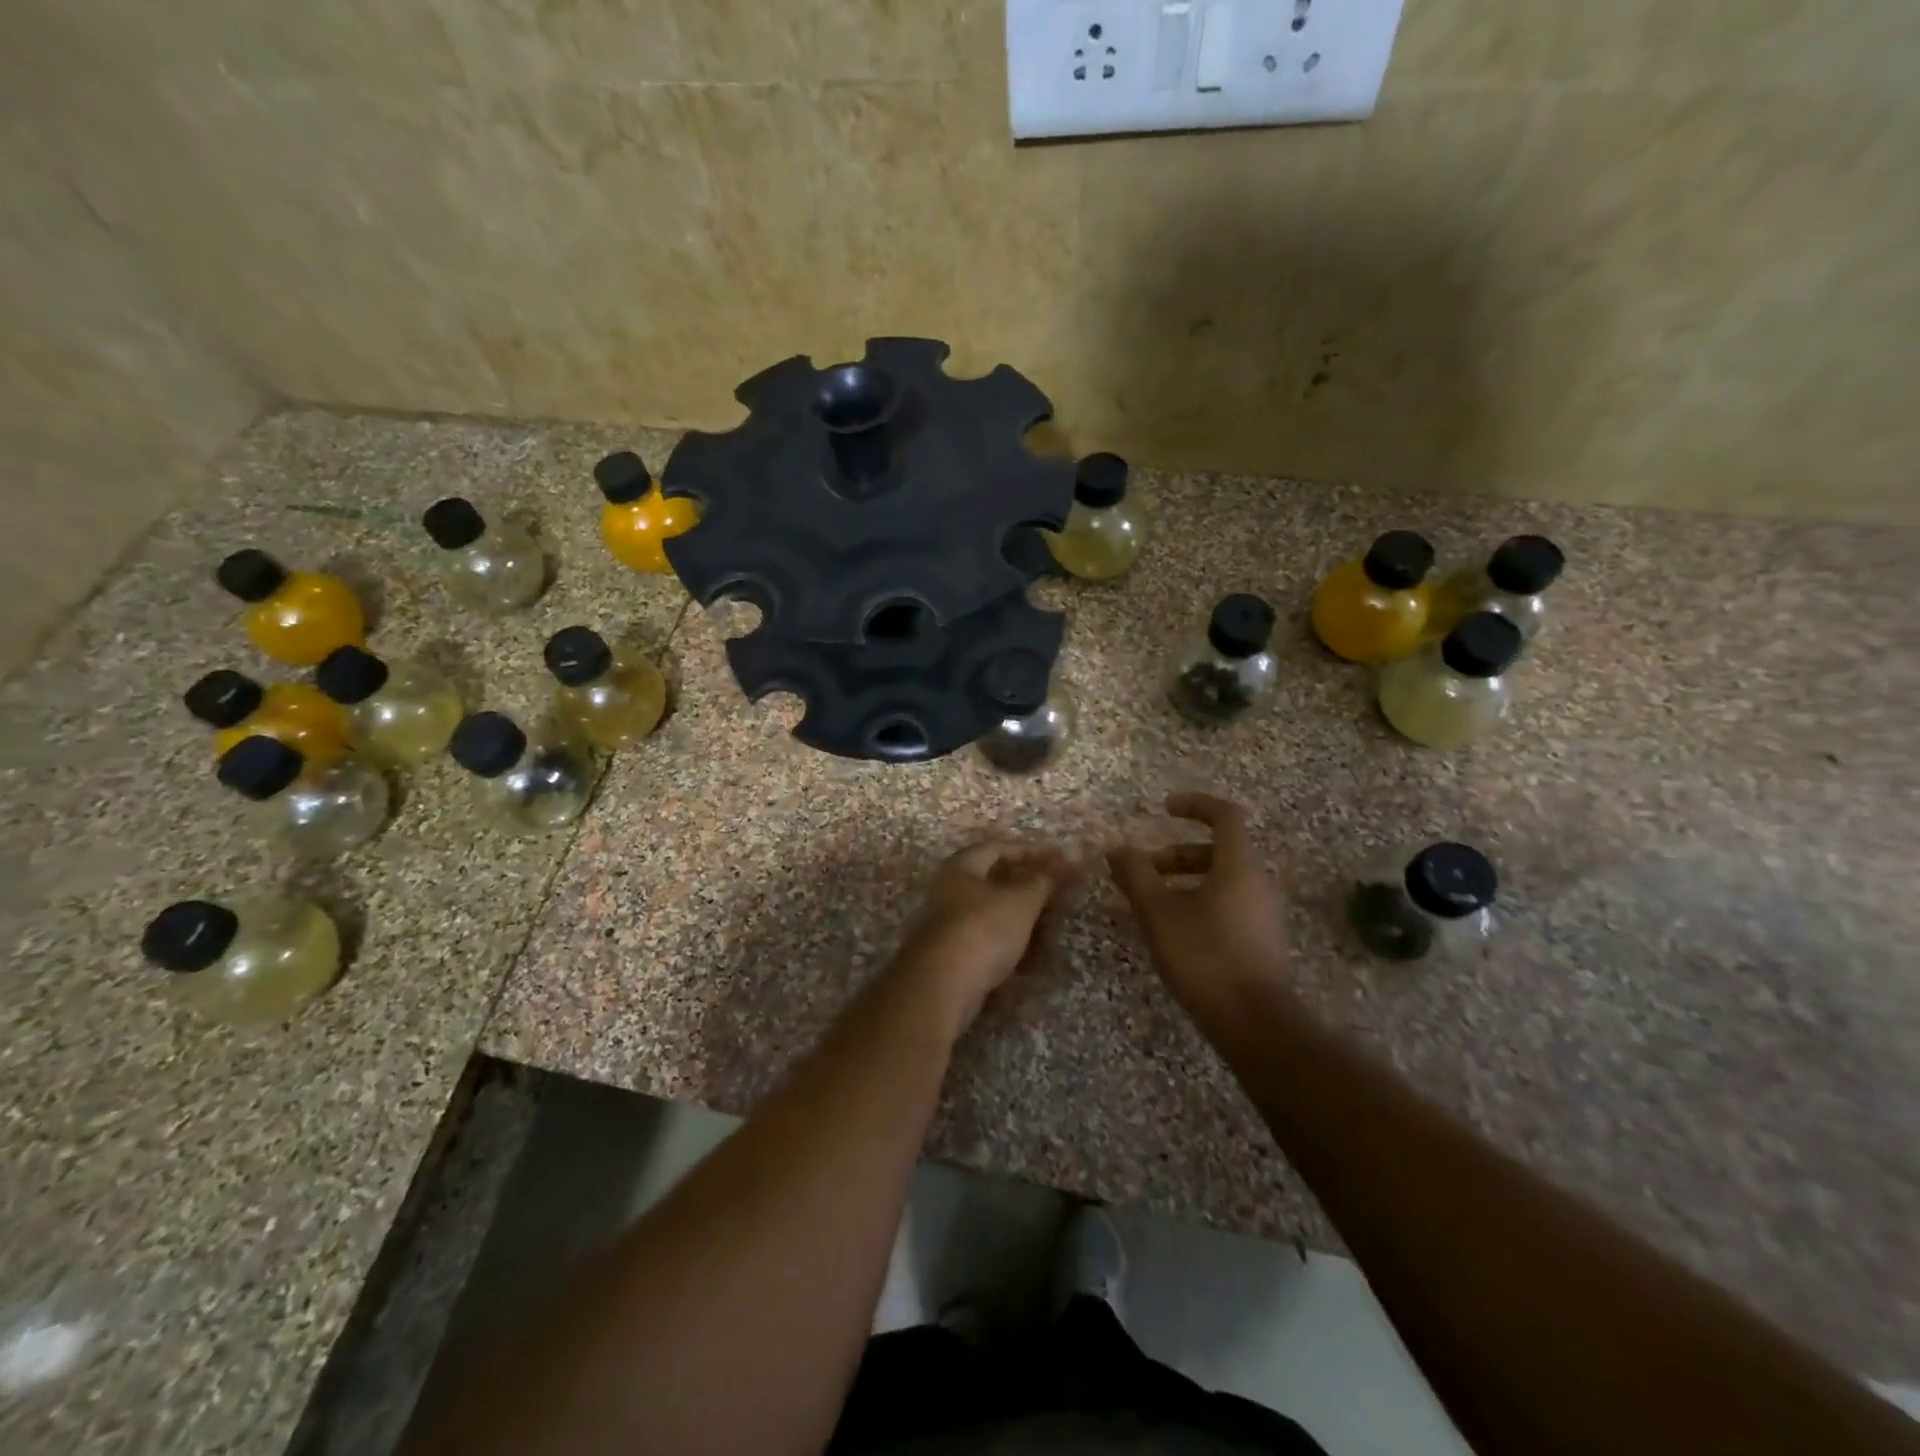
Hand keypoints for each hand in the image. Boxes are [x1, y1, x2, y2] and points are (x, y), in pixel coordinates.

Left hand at [892, 839, 1079, 1038]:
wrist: (943, 986)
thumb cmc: (983, 929)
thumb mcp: (1021, 900)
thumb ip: (1042, 881)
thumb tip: (1059, 863)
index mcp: (961, 868)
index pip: (998, 848)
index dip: (1029, 850)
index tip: (1058, 859)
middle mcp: (950, 892)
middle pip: (994, 883)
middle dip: (1029, 889)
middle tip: (1058, 896)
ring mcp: (949, 927)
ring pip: (994, 917)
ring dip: (1023, 922)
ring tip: (1051, 930)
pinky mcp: (953, 958)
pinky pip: (989, 945)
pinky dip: (1012, 948)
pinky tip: (1034, 961)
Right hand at [1107, 793, 1290, 1020]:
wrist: (1255, 1023)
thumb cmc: (1205, 956)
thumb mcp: (1159, 912)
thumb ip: (1135, 874)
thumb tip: (1115, 845)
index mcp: (1238, 865)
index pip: (1225, 815)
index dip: (1194, 805)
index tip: (1164, 808)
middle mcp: (1257, 882)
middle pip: (1217, 850)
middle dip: (1175, 854)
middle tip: (1141, 871)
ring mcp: (1262, 912)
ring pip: (1220, 879)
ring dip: (1183, 881)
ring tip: (1148, 904)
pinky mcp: (1261, 939)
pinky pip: (1226, 904)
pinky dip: (1197, 902)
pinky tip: (1171, 931)